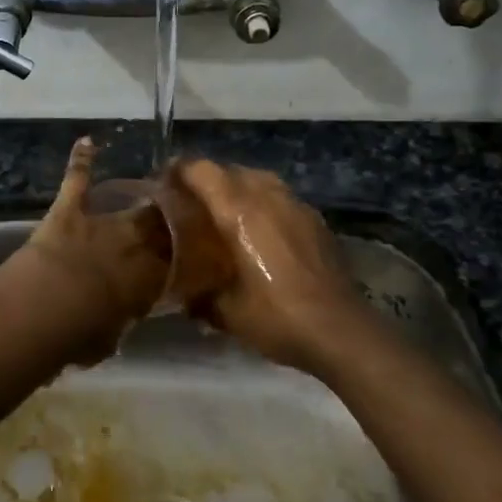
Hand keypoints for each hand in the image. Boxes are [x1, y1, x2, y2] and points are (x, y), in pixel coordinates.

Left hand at [14, 137, 171, 361]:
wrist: (47, 306)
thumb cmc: (81, 334)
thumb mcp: (111, 338)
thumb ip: (121, 321)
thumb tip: (121, 319)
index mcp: (150, 279)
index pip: (180, 263)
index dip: (190, 257)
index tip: (200, 253)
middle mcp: (135, 244)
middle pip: (164, 227)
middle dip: (174, 222)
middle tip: (181, 216)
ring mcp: (102, 222)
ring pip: (133, 204)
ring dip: (144, 197)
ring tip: (157, 187)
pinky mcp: (70, 210)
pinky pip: (78, 179)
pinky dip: (81, 160)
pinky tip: (86, 141)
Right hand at [172, 159, 376, 373]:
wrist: (339, 331)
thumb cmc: (276, 317)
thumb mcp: (225, 311)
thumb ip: (199, 295)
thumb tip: (184, 295)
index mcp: (239, 211)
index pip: (202, 171)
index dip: (178, 171)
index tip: (162, 184)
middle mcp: (268, 198)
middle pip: (230, 170)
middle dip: (206, 180)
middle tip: (190, 203)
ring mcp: (296, 206)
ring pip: (259, 179)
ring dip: (237, 188)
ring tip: (224, 213)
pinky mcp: (316, 221)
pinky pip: (280, 197)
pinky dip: (263, 203)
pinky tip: (259, 232)